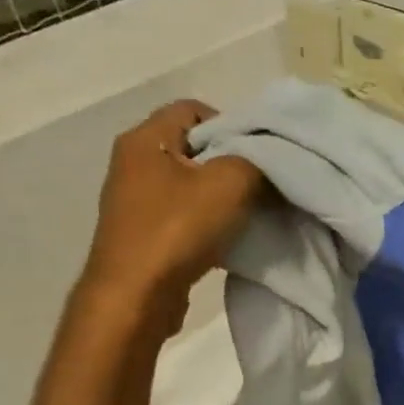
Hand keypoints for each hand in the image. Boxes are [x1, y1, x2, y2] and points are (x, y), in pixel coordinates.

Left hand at [81, 100, 263, 312]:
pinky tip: (230, 238)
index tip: (259, 154)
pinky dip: (210, 222)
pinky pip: (185, 215)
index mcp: (144, 139)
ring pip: (192, 184)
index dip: (231, 124)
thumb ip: (257, 160)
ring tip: (250, 213)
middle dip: (232, 163)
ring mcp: (136, 201)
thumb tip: (269, 161)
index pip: (192, 108)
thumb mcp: (230, 182)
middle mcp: (134, 164)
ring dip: (223, 196)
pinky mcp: (144, 234)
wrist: (135, 297)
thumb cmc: (177, 229)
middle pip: (194, 147)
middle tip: (263, 183)